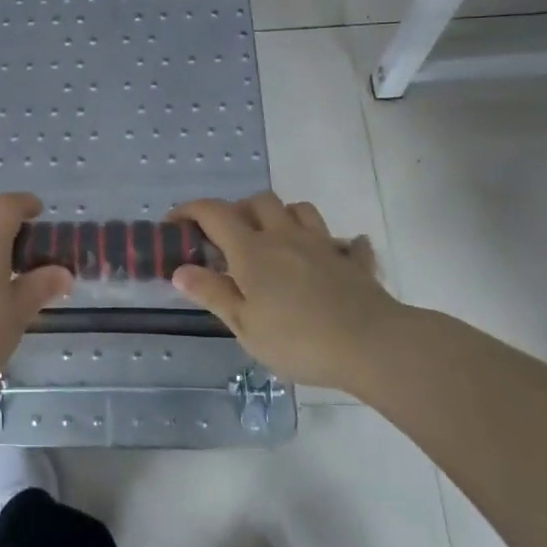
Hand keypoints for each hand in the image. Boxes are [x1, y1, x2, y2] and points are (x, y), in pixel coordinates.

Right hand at [170, 193, 400, 389]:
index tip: (174, 224)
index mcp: (252, 250)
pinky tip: (332, 259)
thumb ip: (213, 293)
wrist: (372, 345)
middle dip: (238, 210)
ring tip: (274, 240)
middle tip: (228, 238)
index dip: (189, 211)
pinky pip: (346, 242)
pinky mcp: (353, 262)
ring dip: (281, 216)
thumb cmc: (298, 339)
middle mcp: (285, 236)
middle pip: (258, 201)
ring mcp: (323, 245)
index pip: (213, 213)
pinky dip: (336, 245)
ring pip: (299, 210)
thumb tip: (180, 269)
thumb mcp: (245, 325)